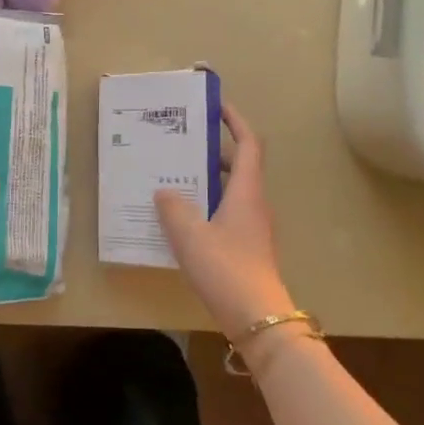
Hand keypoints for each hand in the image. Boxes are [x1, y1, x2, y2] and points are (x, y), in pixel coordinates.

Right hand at [155, 105, 293, 341]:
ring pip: (230, 192)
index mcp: (246, 192)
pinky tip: (181, 220)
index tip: (216, 106)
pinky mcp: (246, 248)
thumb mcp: (190, 235)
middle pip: (239, 166)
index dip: (235, 121)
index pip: (248, 144)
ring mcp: (252, 228)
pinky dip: (206, 206)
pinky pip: (225, 214)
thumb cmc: (226, 268)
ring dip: (207, 181)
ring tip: (174, 180)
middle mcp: (253, 204)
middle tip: (181, 146)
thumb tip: (165, 192)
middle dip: (212, 152)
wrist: (257, 318)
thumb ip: (173, 208)